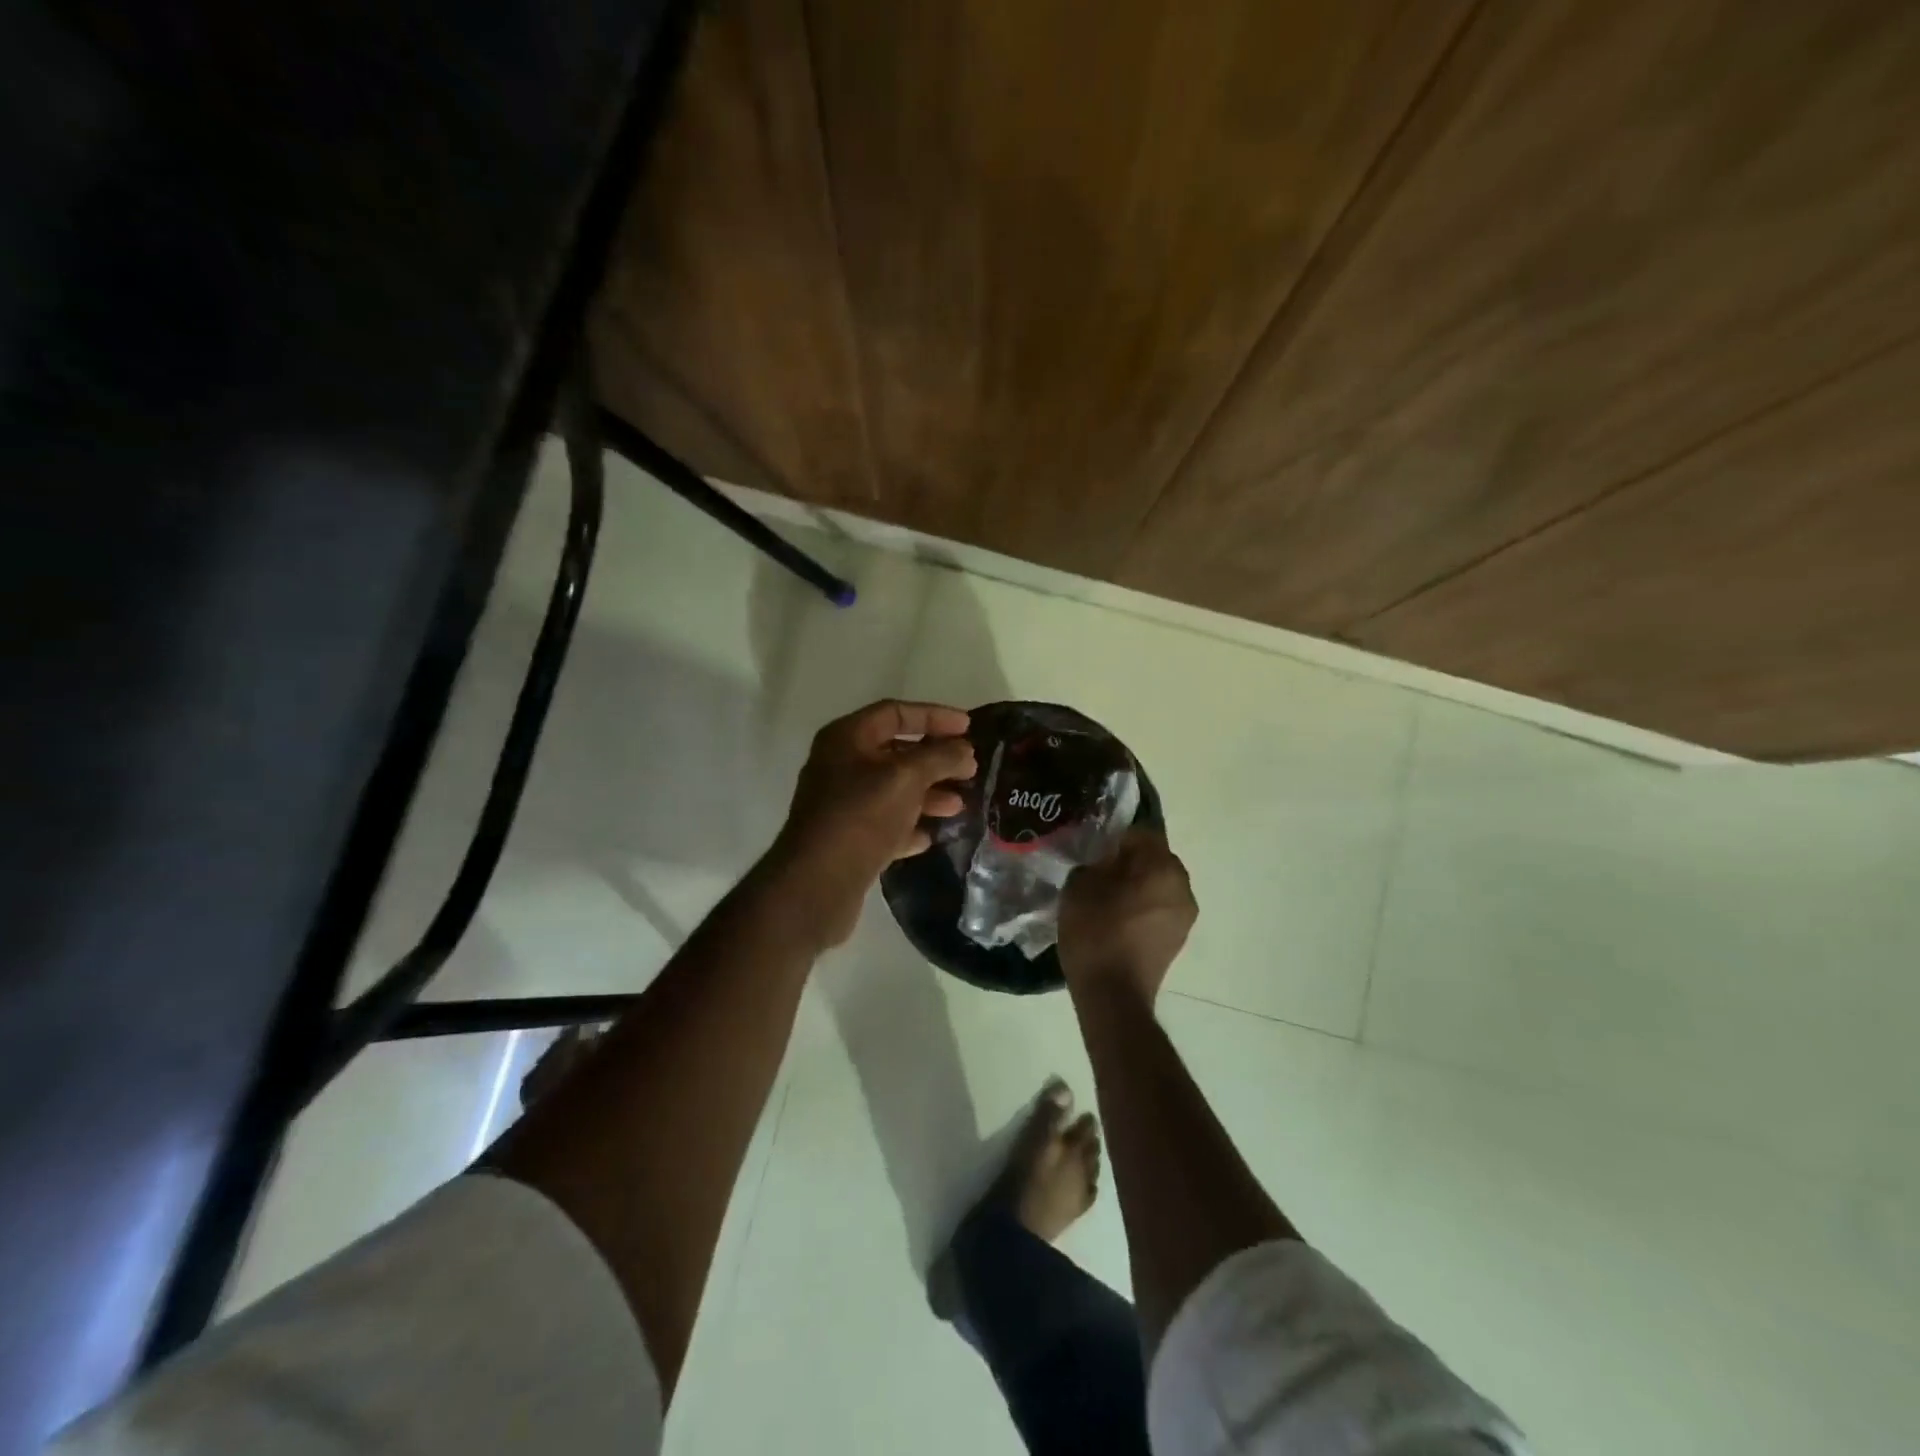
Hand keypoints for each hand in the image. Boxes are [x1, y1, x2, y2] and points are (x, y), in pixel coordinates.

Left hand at [769, 700, 975, 946]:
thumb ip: (940, 757)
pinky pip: (884, 823)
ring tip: (958, 806)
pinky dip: (908, 825)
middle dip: (935, 760)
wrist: (817, 883)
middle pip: (895, 752)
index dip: (934, 716)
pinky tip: (930, 836)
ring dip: (927, 794)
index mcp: (847, 738)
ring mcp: (841, 803)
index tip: (969, 728)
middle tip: (969, 770)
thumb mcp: (907, 778)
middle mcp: (840, 765)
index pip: (896, 713)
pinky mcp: (846, 838)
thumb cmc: (862, 816)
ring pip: (892, 790)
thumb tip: (964, 750)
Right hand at [1058, 830, 1196, 1004]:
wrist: (1113, 995)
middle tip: (1097, 872)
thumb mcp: (1080, 886)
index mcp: (1163, 867)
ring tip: (1105, 898)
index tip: (1093, 850)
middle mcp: (1183, 887)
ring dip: (1136, 885)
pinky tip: (1115, 919)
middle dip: (1128, 861)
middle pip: (1154, 859)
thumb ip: (1094, 862)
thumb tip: (1104, 861)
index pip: (1141, 834)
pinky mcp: (1178, 938)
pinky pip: (1158, 908)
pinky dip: (1141, 907)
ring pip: (1158, 885)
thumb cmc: (1096, 933)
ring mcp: (1184, 916)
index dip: (1115, 838)